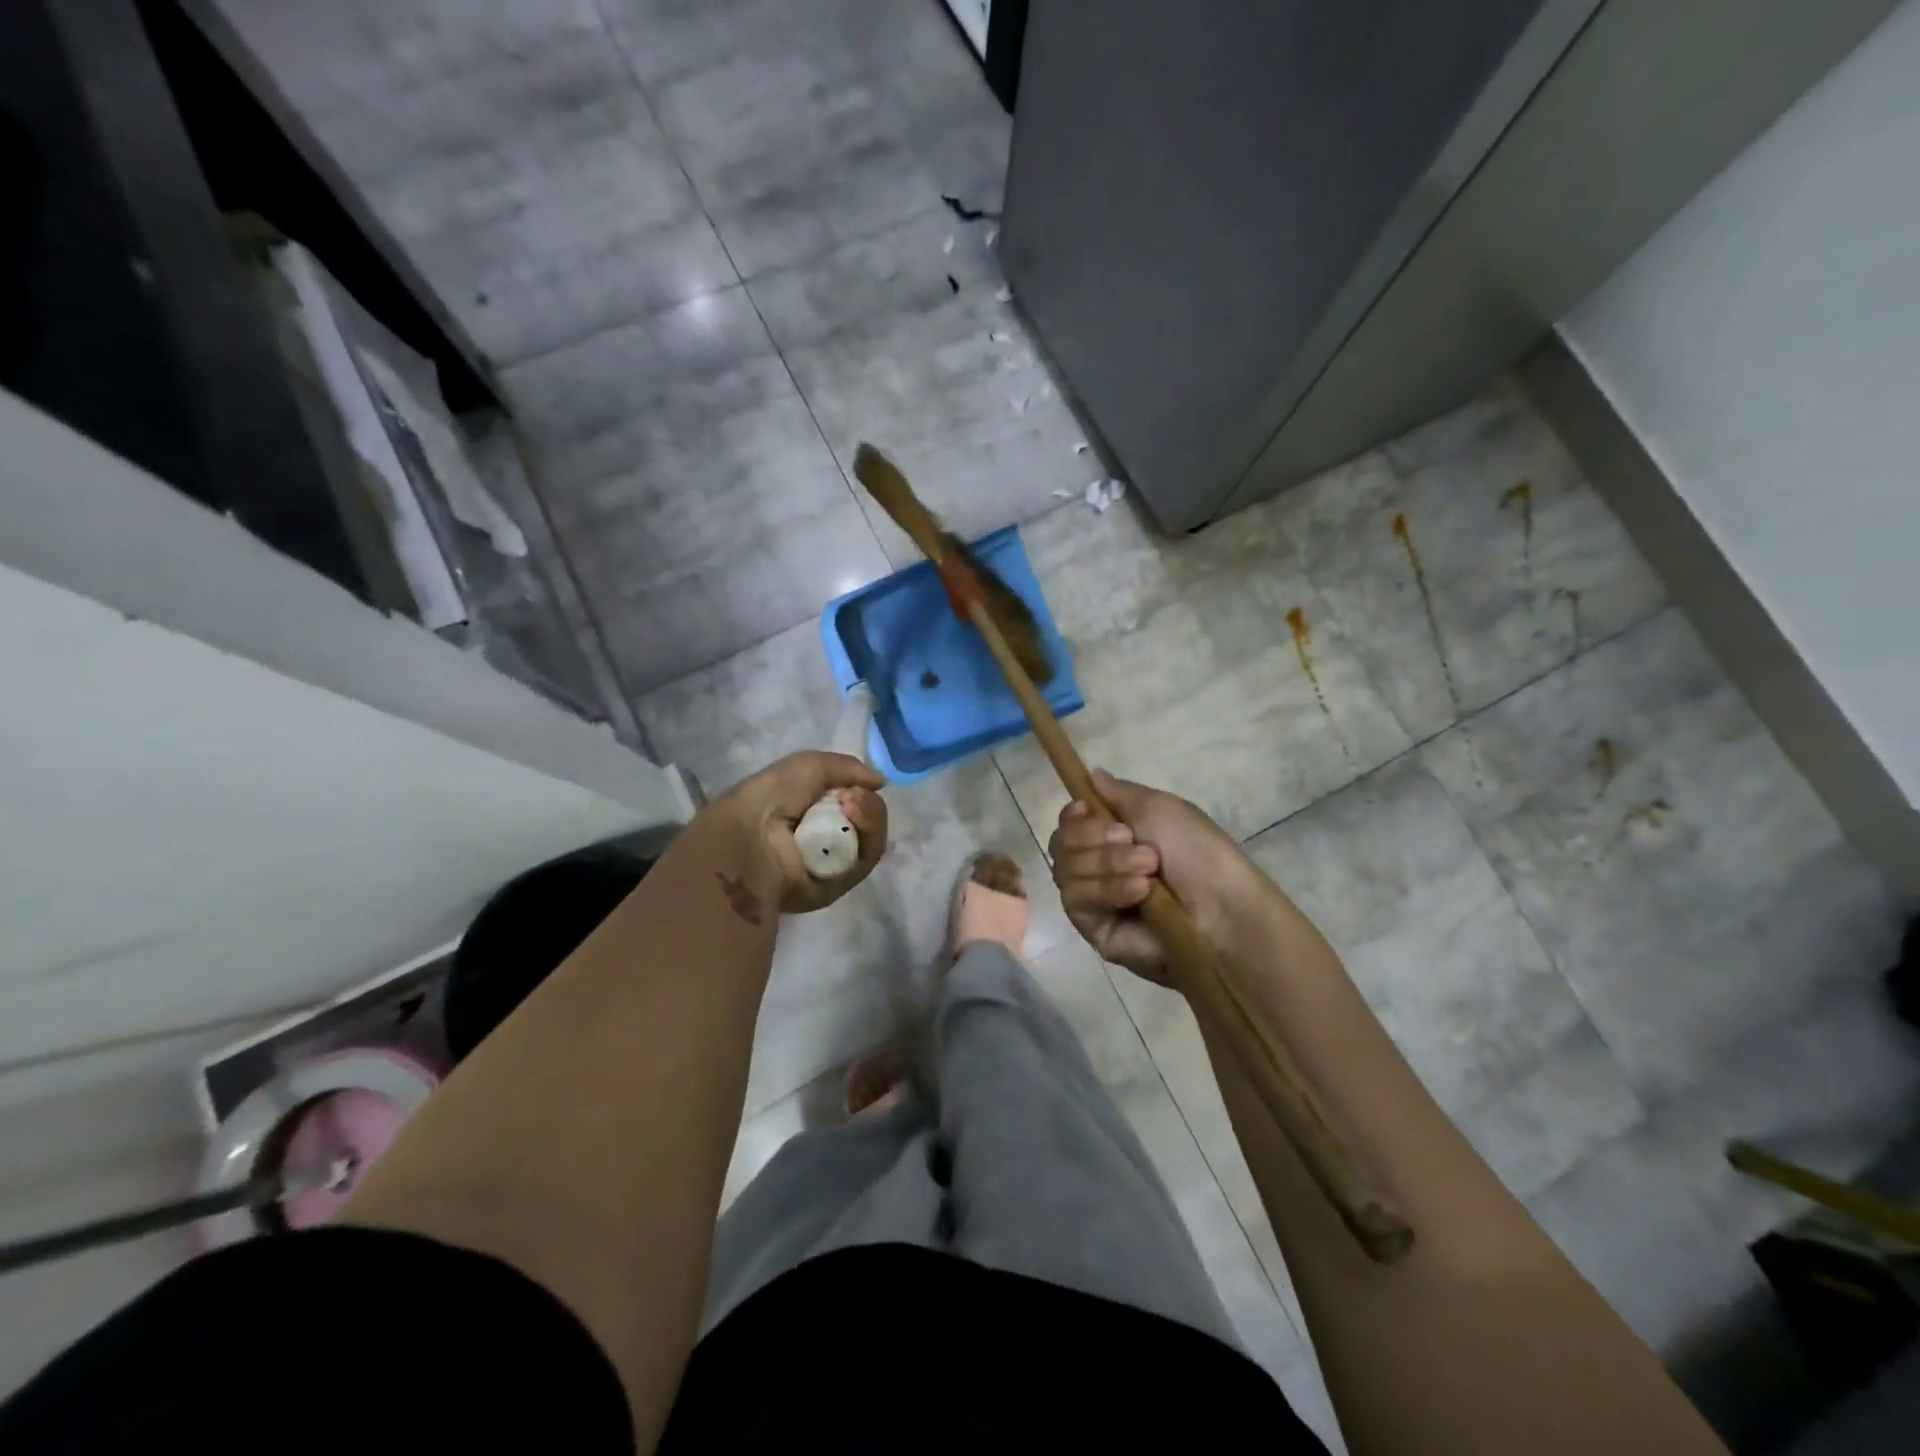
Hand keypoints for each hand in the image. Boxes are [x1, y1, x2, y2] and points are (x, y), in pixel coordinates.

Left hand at [715, 752, 888, 913]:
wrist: (750, 836)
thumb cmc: (771, 797)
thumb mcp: (808, 766)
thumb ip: (848, 768)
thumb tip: (880, 782)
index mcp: (806, 815)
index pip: (850, 805)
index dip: (858, 791)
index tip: (857, 784)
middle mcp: (819, 841)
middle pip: (865, 823)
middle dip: (868, 806)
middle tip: (853, 797)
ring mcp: (829, 865)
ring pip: (870, 841)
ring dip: (869, 817)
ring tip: (852, 803)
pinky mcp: (836, 887)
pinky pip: (865, 861)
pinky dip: (867, 836)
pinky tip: (852, 816)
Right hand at [1048, 771, 1250, 984]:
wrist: (1220, 908)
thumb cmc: (1196, 851)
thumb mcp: (1160, 807)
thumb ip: (1119, 792)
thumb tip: (1092, 775)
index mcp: (1115, 838)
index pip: (1069, 824)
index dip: (1072, 816)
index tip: (1087, 809)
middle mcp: (1099, 867)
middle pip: (1061, 845)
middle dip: (1092, 837)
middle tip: (1130, 839)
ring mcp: (1094, 900)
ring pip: (1065, 871)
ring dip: (1107, 864)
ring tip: (1148, 870)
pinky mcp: (1094, 930)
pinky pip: (1076, 901)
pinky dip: (1107, 889)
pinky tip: (1139, 892)